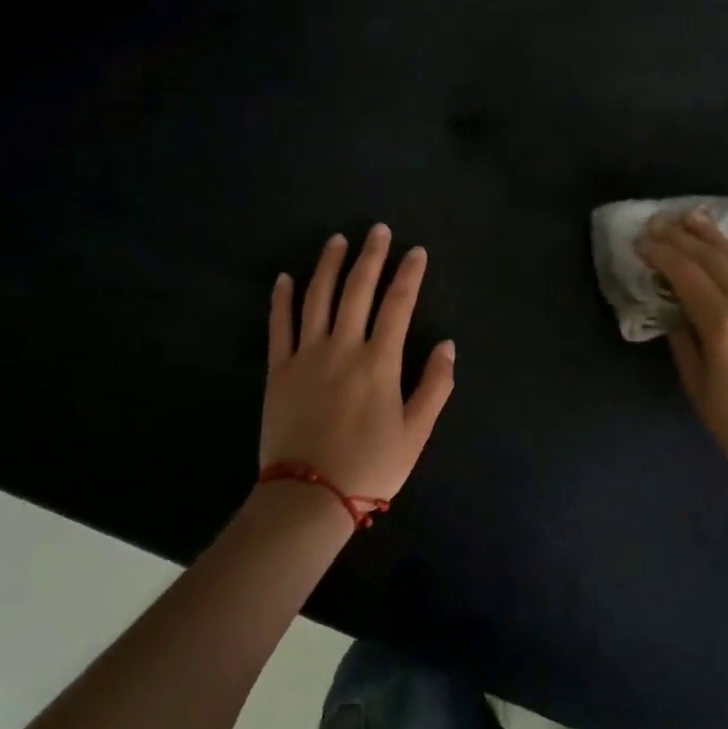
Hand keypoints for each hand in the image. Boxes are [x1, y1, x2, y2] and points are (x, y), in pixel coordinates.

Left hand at [262, 225, 456, 505]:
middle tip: (378, 230)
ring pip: (317, 297)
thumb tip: (448, 345)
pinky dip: (282, 299)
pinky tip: (285, 277)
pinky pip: (279, 325)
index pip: (398, 304)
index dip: (409, 274)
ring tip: (336, 240)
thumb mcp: (416, 433)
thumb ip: (435, 386)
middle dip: (371, 256)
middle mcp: (343, 347)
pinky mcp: (279, 369)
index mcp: (379, 361)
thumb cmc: (370, 467)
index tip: (417, 252)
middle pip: (358, 289)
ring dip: (328, 265)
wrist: (308, 498)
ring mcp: (306, 354)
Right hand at [637, 211, 727, 481]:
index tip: (643, 239)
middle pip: (715, 259)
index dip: (662, 253)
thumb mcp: (696, 384)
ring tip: (694, 219)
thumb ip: (683, 338)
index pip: (687, 274)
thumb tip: (677, 309)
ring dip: (717, 239)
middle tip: (662, 221)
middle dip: (684, 237)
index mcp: (725, 324)